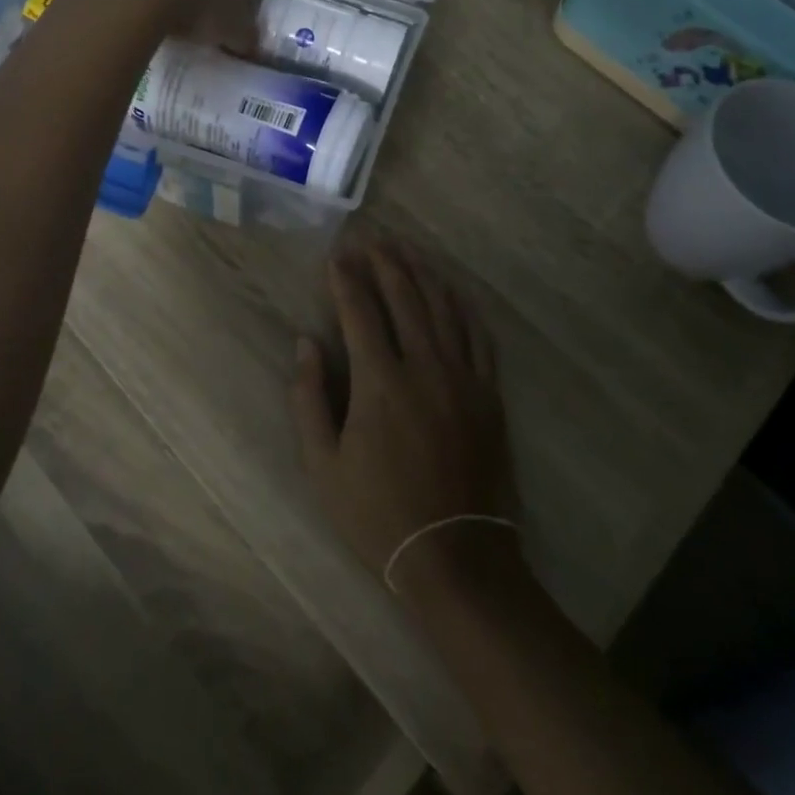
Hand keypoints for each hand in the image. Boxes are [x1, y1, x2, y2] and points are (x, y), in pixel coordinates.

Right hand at [290, 238, 519, 597]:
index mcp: (380, 382)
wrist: (455, 555)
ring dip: (423, 274)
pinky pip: (478, 336)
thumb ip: (308, 398)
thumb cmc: (377, 513)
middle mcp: (425, 367)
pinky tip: (453, 290)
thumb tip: (305, 343)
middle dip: (385, 263)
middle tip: (372, 238)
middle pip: (405, 298)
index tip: (336, 255)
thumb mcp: (323, 465)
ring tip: (408, 250)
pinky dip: (463, 306)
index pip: (360, 312)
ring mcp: (463, 378)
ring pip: (443, 308)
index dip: (346, 279)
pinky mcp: (488, 394)